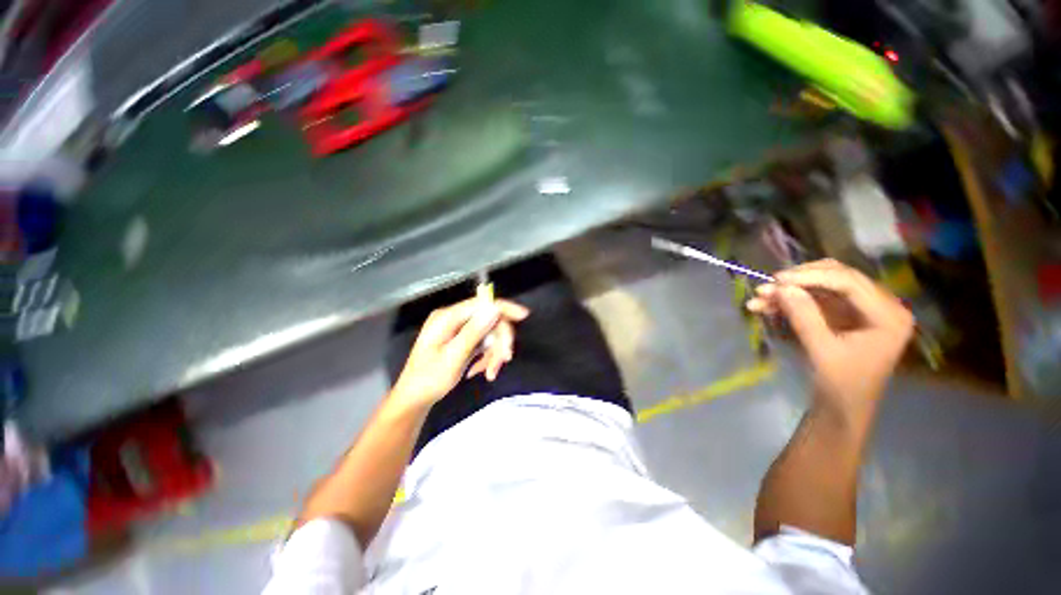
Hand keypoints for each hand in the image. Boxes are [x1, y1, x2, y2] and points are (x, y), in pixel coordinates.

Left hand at [390, 297, 529, 409]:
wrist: (414, 399)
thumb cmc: (429, 379)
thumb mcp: (453, 357)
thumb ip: (474, 332)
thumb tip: (495, 309)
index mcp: (448, 317)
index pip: (482, 304)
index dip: (504, 308)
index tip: (524, 316)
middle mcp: (454, 319)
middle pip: (488, 320)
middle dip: (499, 341)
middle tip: (504, 361)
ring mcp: (458, 329)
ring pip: (489, 333)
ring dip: (494, 353)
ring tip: (490, 373)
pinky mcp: (462, 340)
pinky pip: (483, 342)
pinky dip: (486, 356)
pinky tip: (480, 371)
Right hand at [747, 259, 913, 413]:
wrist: (842, 407)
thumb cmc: (841, 385)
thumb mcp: (822, 351)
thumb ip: (804, 316)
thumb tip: (780, 287)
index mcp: (889, 315)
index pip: (849, 282)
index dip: (811, 276)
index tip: (776, 280)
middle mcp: (880, 305)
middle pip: (837, 277)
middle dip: (799, 280)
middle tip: (767, 286)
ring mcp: (861, 309)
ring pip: (821, 286)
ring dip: (790, 290)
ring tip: (758, 298)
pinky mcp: (844, 314)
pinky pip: (814, 299)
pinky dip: (790, 301)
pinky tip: (766, 306)